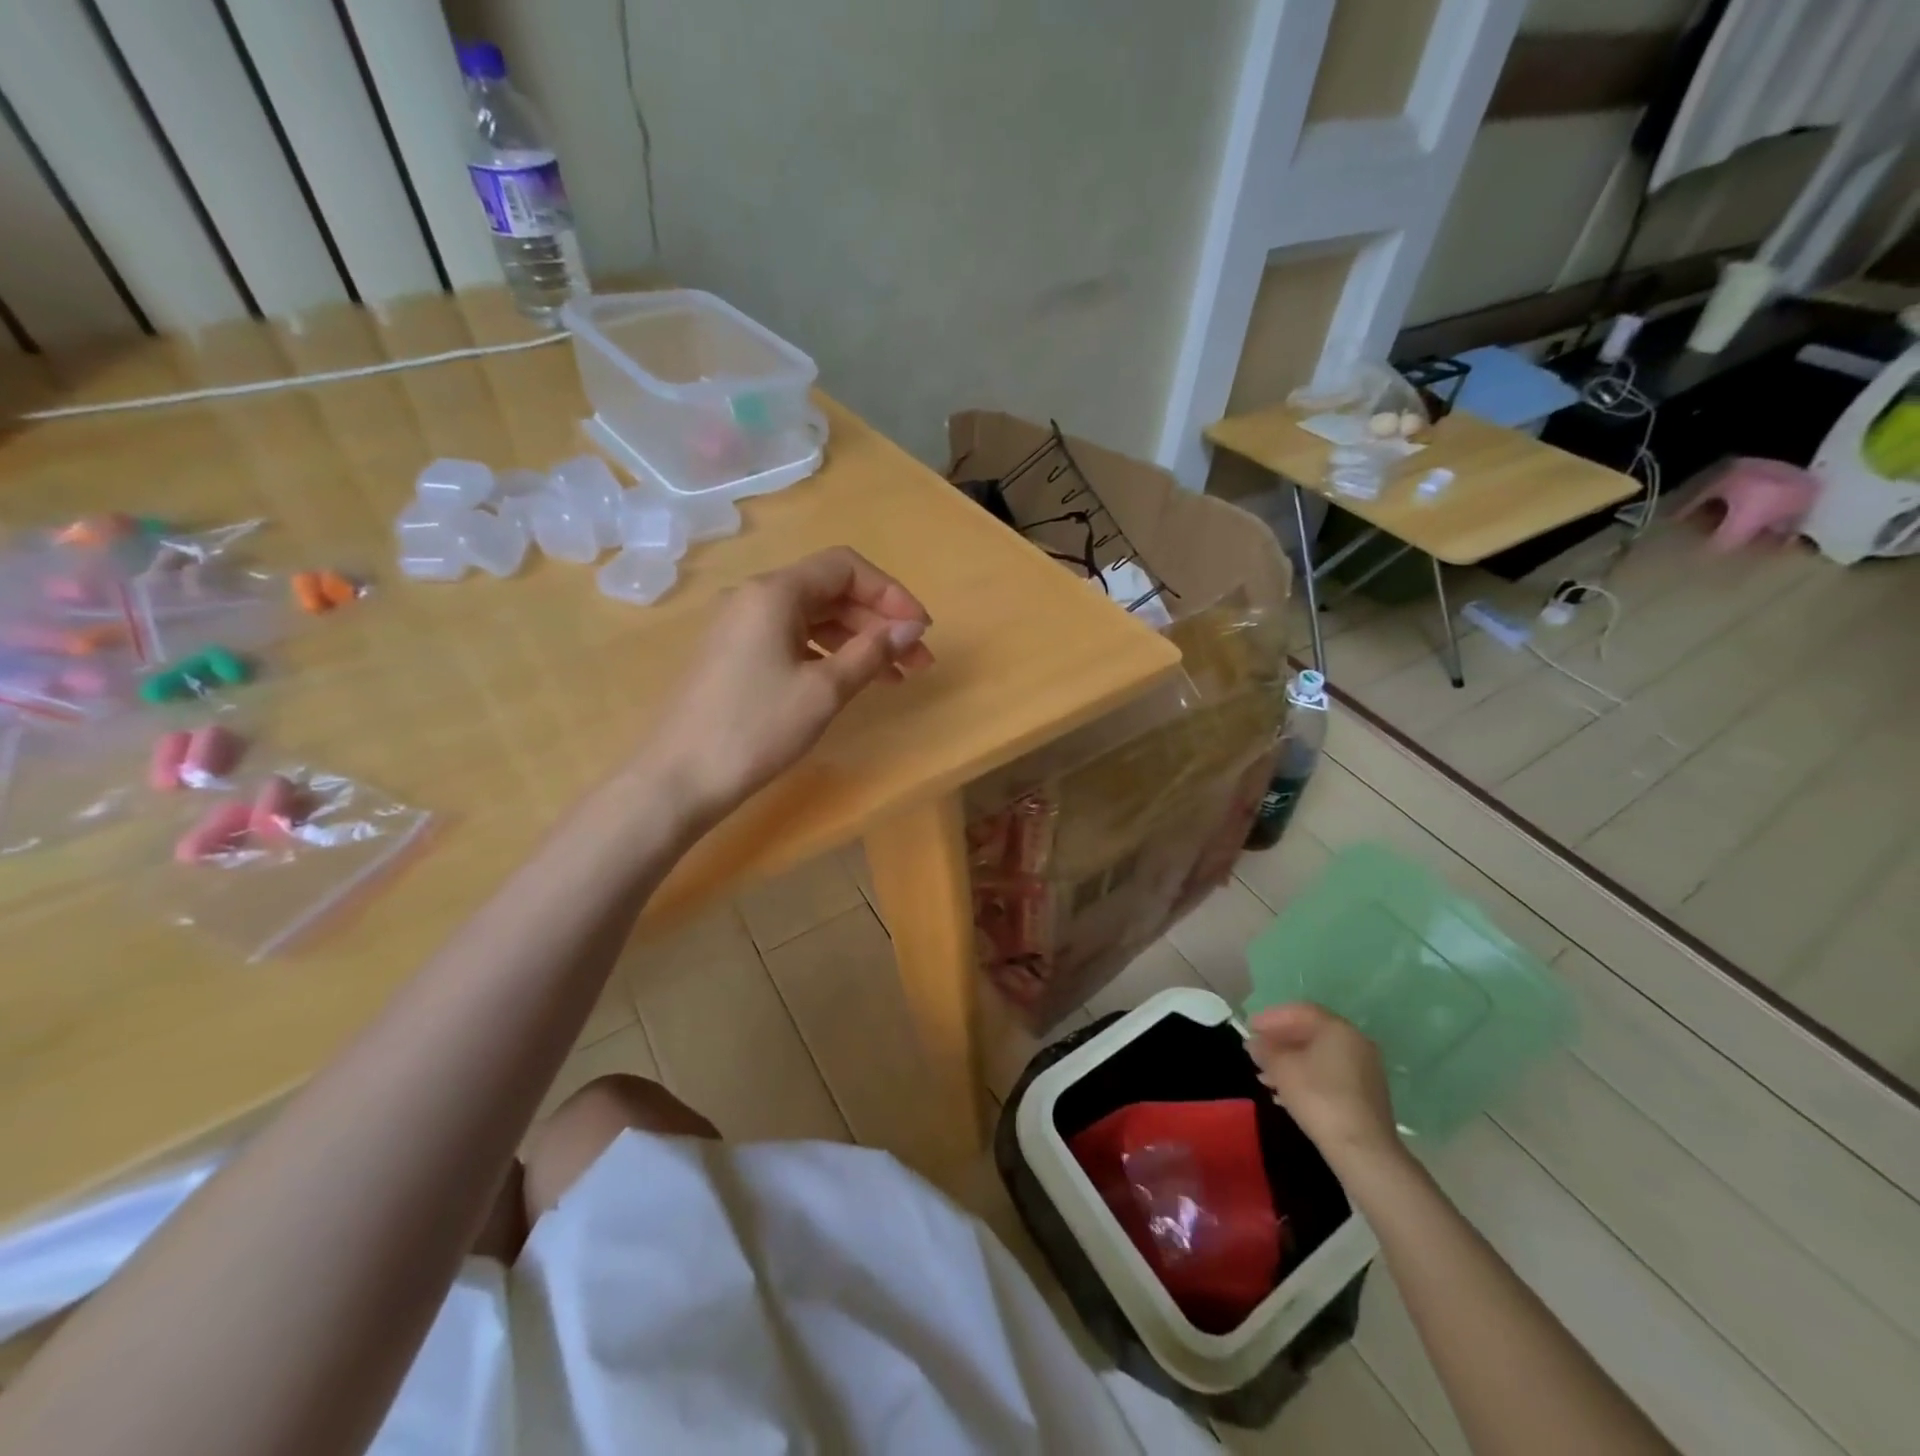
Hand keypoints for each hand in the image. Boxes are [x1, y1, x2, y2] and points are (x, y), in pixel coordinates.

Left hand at [645, 547, 933, 820]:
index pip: (845, 568)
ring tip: (895, 677)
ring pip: (813, 619)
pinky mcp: (734, 656)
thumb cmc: (755, 729)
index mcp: (775, 593)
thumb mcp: (824, 691)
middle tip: (918, 660)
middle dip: (880, 621)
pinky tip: (851, 682)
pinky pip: (792, 640)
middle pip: (831, 592)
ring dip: (858, 641)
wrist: (678, 779)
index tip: (921, 630)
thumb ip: (871, 652)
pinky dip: (828, 655)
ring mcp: (740, 627)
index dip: (891, 593)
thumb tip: (911, 627)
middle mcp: (754, 598)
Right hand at [1245, 1004, 1403, 1166]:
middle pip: (1311, 1033)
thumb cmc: (1318, 1097)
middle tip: (1256, 1051)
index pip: (1300, 1012)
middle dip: (1279, 1041)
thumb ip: (1265, 1050)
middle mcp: (1355, 1042)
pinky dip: (1306, 1077)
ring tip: (1264, 1076)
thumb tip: (1255, 1043)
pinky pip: (1329, 1075)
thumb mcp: (1281, 1068)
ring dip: (1290, 1062)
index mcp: (1337, 1029)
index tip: (1249, 1027)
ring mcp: (1364, 1070)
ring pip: (1319, 1056)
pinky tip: (1286, 1093)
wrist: (1362, 1150)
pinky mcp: (1366, 1095)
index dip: (1270, 1017)